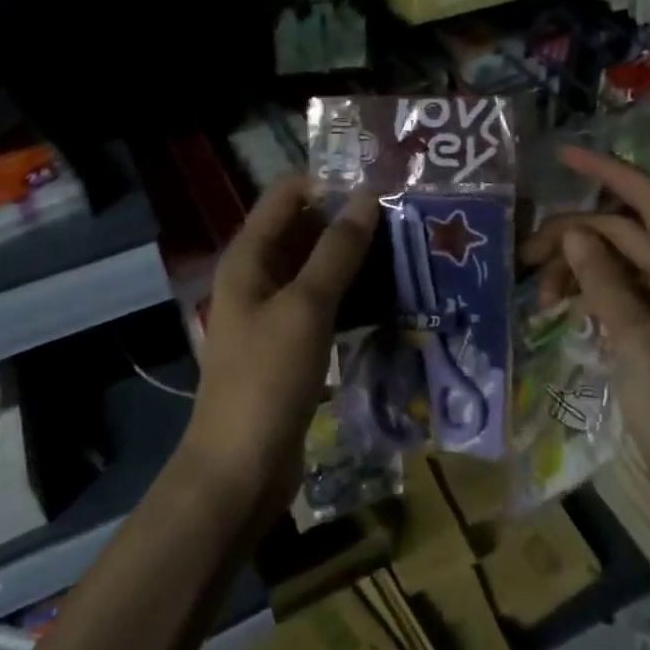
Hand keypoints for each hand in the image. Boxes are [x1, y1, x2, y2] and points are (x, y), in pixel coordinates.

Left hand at [184, 177, 379, 511]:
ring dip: (356, 259)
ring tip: (409, 249)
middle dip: (350, 220)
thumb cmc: (267, 379)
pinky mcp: (293, 345)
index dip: (328, 181)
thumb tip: (367, 197)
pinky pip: (325, 305)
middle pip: (304, 230)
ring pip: (319, 269)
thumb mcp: (305, 307)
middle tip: (407, 215)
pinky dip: (353, 296)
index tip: (380, 180)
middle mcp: (259, 277)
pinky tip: (393, 295)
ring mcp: (275, 313)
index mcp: (249, 257)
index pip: (286, 195)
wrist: (240, 468)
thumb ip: (337, 251)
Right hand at [524, 145, 649, 532]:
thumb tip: (574, 235)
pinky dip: (587, 296)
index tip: (561, 155)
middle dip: (573, 235)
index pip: (648, 201)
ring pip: (615, 267)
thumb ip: (604, 282)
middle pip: (623, 234)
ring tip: (539, 297)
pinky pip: (616, 299)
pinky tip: (559, 310)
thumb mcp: (638, 338)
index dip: (607, 172)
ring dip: (576, 270)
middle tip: (523, 256)